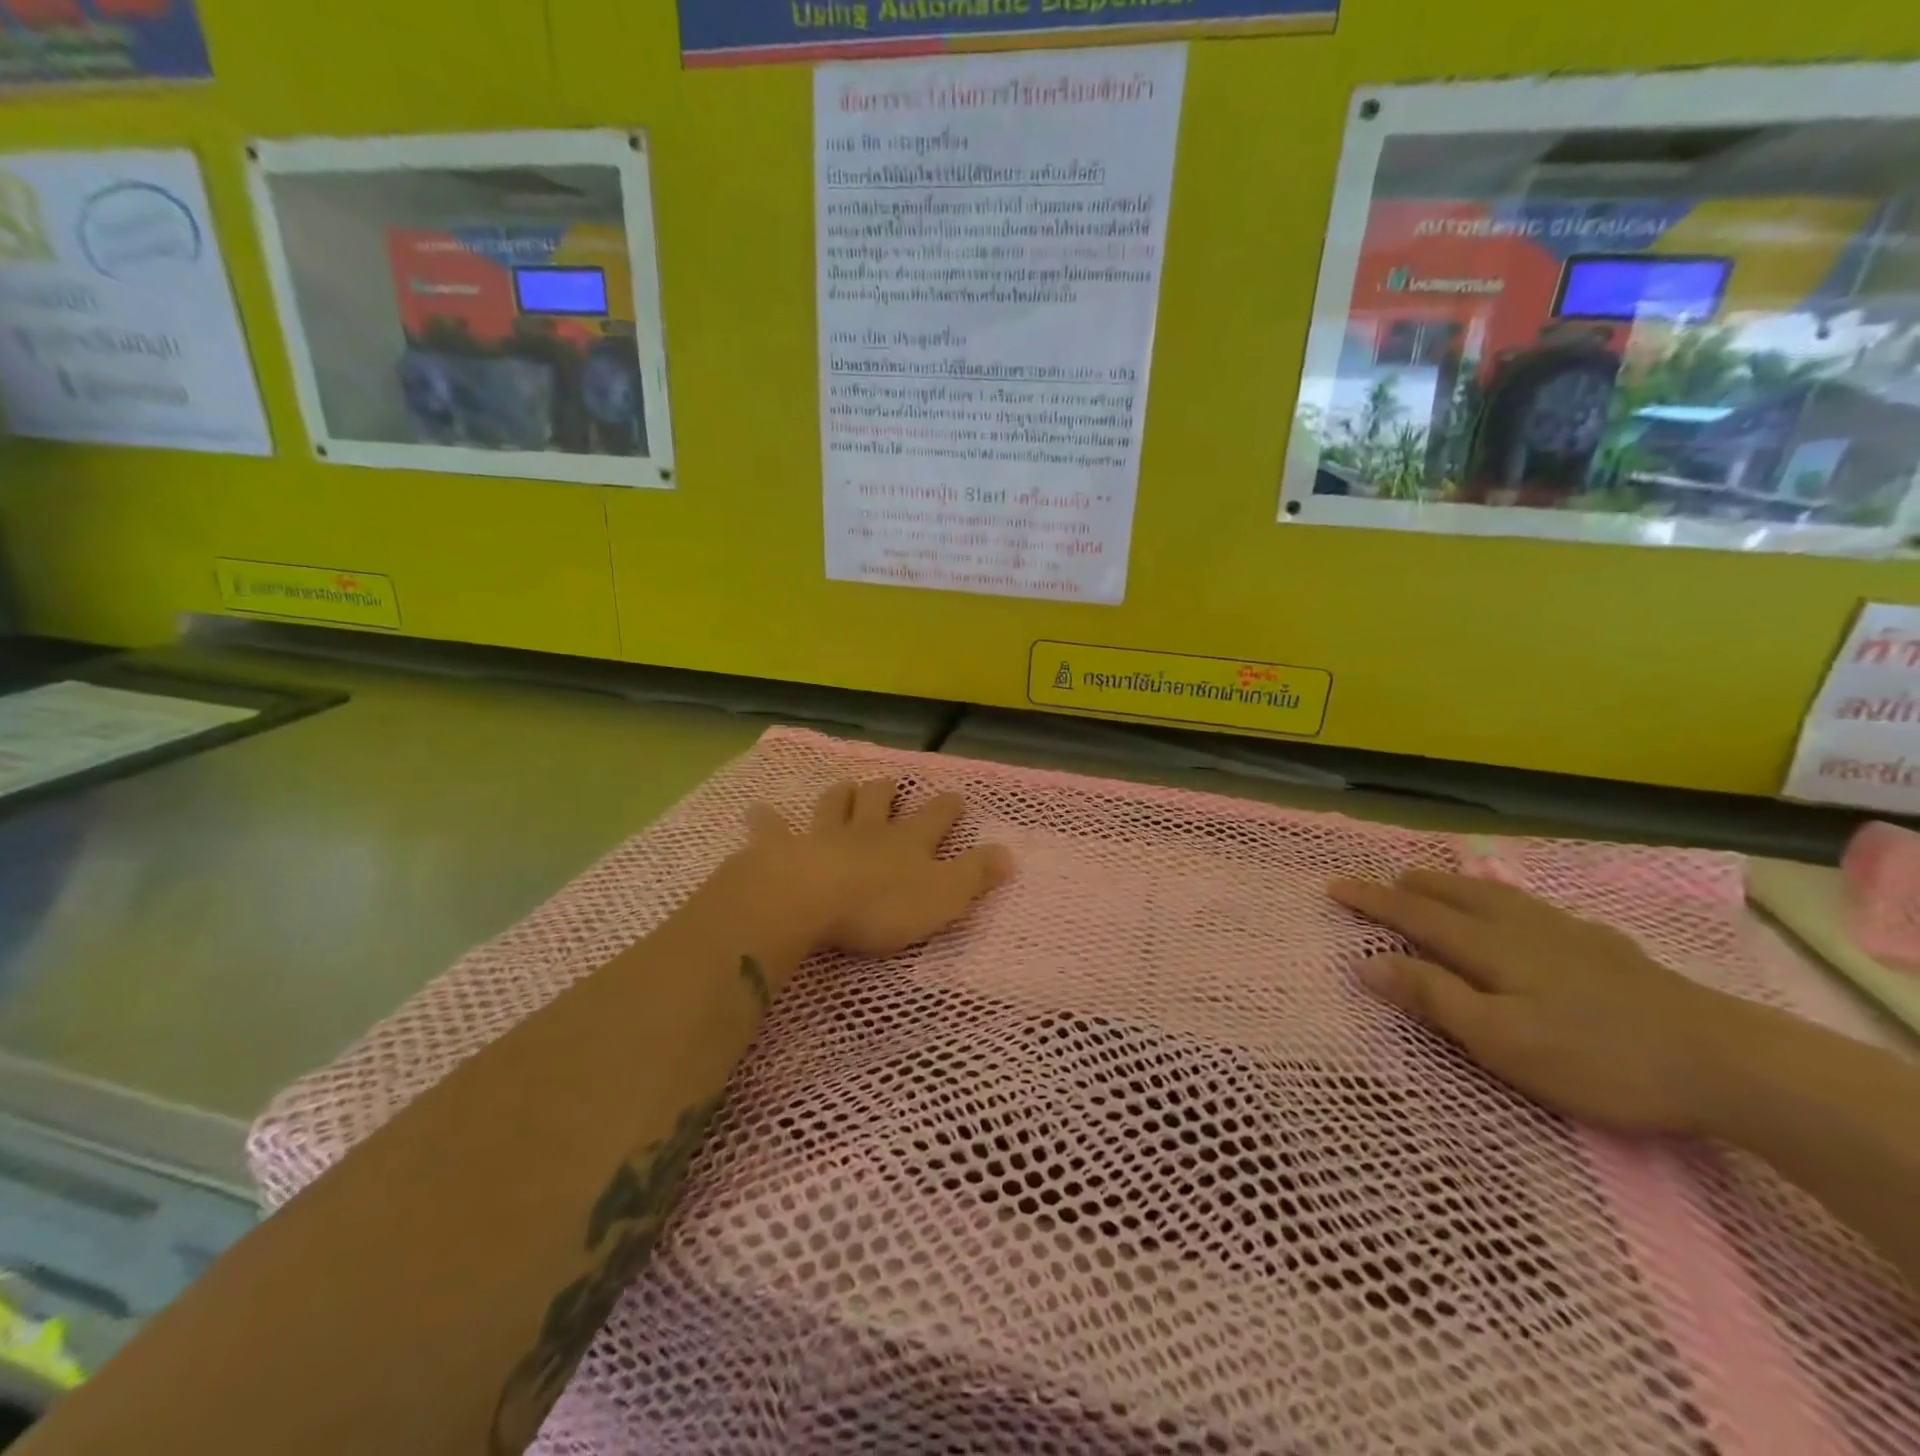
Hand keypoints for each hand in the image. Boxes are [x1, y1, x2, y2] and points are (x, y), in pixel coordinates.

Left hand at [740, 779, 1012, 963]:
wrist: (808, 900)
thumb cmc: (880, 905)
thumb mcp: (943, 896)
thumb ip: (976, 875)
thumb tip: (1011, 855)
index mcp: (907, 842)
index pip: (935, 818)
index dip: (947, 807)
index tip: (955, 797)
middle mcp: (867, 831)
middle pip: (879, 802)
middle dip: (887, 791)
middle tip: (890, 783)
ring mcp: (823, 835)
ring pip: (834, 806)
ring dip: (840, 795)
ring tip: (844, 786)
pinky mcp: (783, 849)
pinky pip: (772, 830)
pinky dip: (767, 821)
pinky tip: (758, 813)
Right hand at [1329, 870, 1739, 1134]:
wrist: (1729, 1062)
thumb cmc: (1597, 1057)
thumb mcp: (1500, 1039)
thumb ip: (1433, 997)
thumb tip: (1367, 962)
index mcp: (1489, 948)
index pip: (1414, 914)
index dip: (1372, 900)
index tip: (1334, 885)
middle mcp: (1521, 929)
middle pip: (1455, 895)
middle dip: (1413, 886)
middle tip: (1386, 879)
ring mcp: (1570, 935)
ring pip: (1498, 896)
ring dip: (1458, 886)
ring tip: (1440, 882)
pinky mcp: (1610, 950)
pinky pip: (1539, 909)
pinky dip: (1510, 901)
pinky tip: (1528, 914)